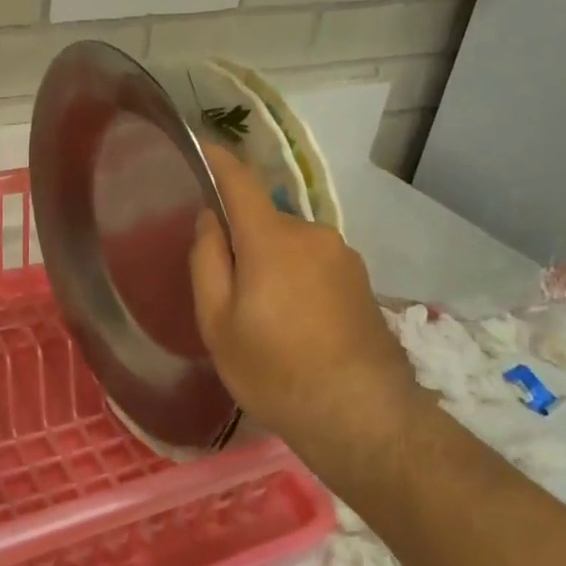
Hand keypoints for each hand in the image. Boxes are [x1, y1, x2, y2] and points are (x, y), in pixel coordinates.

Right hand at [189, 146, 429, 480]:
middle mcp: (312, 234)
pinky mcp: (361, 280)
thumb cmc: (275, 371)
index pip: (240, 181)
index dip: (219, 160)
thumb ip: (208, 262)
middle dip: (242, 241)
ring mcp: (343, 256)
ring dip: (271, 264)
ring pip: (289, 245)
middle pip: (263, 220)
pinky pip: (314, 264)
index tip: (202, 147)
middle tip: (226, 292)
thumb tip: (210, 220)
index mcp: (272, 239)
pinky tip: (295, 326)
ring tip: (264, 318)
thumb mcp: (218, 323)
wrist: (362, 417)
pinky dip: (296, 279)